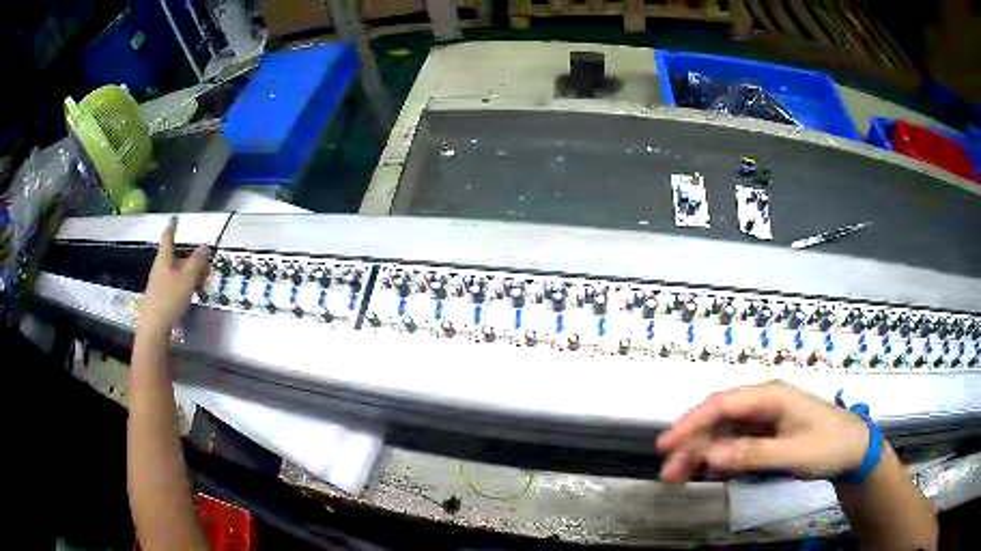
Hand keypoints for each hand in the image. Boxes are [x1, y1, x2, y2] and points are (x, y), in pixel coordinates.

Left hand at [138, 217, 208, 338]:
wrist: (154, 328)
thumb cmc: (169, 299)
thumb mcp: (187, 279)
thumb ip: (197, 262)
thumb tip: (205, 245)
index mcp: (164, 259)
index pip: (168, 238)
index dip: (172, 227)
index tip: (174, 218)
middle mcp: (159, 268)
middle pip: (174, 256)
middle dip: (189, 257)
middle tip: (203, 263)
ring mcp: (158, 283)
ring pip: (175, 271)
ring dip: (188, 273)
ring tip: (201, 281)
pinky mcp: (160, 298)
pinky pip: (174, 284)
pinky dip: (184, 284)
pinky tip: (190, 295)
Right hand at [656, 381, 869, 482]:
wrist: (853, 451)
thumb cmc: (828, 446)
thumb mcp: (793, 453)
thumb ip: (752, 453)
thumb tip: (709, 455)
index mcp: (770, 396)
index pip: (722, 404)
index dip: (691, 422)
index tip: (665, 445)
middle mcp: (762, 403)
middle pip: (718, 419)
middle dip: (691, 444)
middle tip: (668, 473)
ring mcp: (764, 419)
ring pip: (723, 432)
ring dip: (700, 453)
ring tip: (678, 478)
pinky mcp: (765, 435)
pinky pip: (734, 444)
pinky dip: (718, 458)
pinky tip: (707, 473)